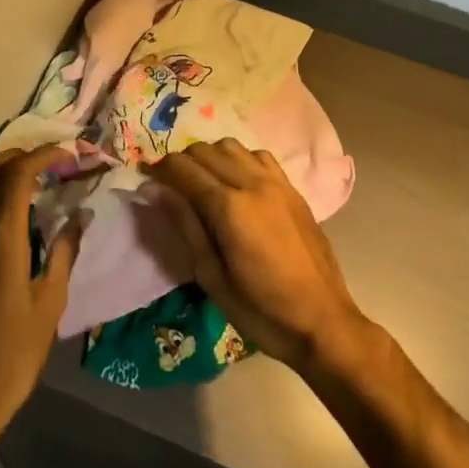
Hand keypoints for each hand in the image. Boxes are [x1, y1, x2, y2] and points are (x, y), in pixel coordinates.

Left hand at [0, 146, 82, 447]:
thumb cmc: (16, 352)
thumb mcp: (51, 302)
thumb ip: (64, 251)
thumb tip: (79, 216)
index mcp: (0, 242)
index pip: (17, 176)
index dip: (41, 155)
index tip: (64, 154)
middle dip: (9, 156)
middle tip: (36, 164)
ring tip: (15, 183)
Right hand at [146, 139, 372, 377]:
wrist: (322, 321)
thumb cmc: (261, 310)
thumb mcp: (212, 277)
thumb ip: (185, 226)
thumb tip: (154, 190)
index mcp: (230, 208)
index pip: (184, 169)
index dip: (159, 170)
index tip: (145, 180)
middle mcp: (253, 183)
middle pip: (205, 151)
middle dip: (181, 162)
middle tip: (169, 186)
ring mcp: (277, 182)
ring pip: (232, 146)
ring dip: (210, 156)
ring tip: (201, 182)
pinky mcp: (293, 189)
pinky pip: (259, 156)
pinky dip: (239, 159)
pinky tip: (236, 182)